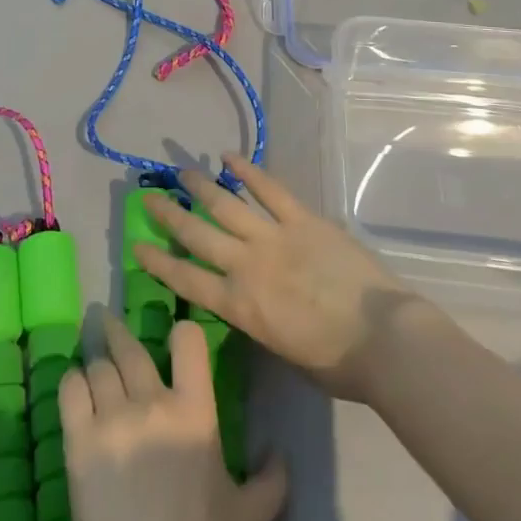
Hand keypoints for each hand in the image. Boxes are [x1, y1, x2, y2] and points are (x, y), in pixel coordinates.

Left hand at [62, 309, 286, 520]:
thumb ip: (270, 482)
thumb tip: (279, 452)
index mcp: (194, 412)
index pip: (188, 342)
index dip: (182, 331)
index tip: (175, 331)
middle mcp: (150, 402)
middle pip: (130, 347)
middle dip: (118, 328)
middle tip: (106, 314)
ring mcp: (111, 419)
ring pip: (99, 365)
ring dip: (95, 353)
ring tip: (91, 344)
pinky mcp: (78, 442)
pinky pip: (70, 390)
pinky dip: (72, 380)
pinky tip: (75, 381)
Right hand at [137, 154, 421, 404]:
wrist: (382, 337)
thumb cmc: (337, 363)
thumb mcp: (284, 353)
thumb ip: (261, 324)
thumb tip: (255, 305)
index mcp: (240, 306)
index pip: (187, 281)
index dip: (160, 263)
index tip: (138, 246)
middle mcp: (247, 265)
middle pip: (198, 235)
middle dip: (170, 216)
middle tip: (149, 198)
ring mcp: (274, 237)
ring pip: (227, 206)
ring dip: (202, 187)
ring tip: (182, 172)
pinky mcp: (303, 219)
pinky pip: (270, 190)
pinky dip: (249, 171)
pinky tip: (230, 157)